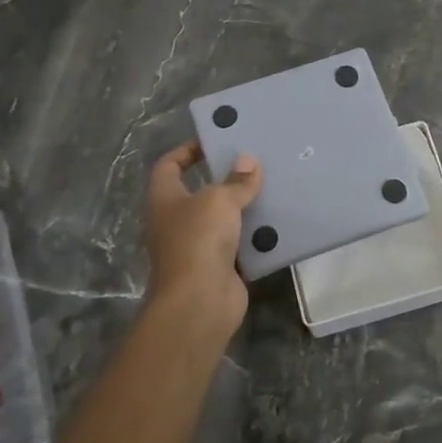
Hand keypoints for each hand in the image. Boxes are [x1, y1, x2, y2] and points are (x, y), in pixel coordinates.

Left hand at [143, 141, 262, 332]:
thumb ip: (236, 181)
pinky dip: (254, 236)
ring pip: (221, 220)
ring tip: (271, 188)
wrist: (199, 301)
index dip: (187, 150)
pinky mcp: (217, 267)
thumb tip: (248, 161)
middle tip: (253, 164)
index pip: (169, 165)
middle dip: (224, 179)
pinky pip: (237, 245)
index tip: (215, 141)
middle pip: (199, 192)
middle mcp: (175, 221)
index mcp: (164, 199)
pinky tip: (276, 223)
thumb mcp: (219, 200)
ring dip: (243, 208)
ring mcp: (195, 247)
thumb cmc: (199, 239)